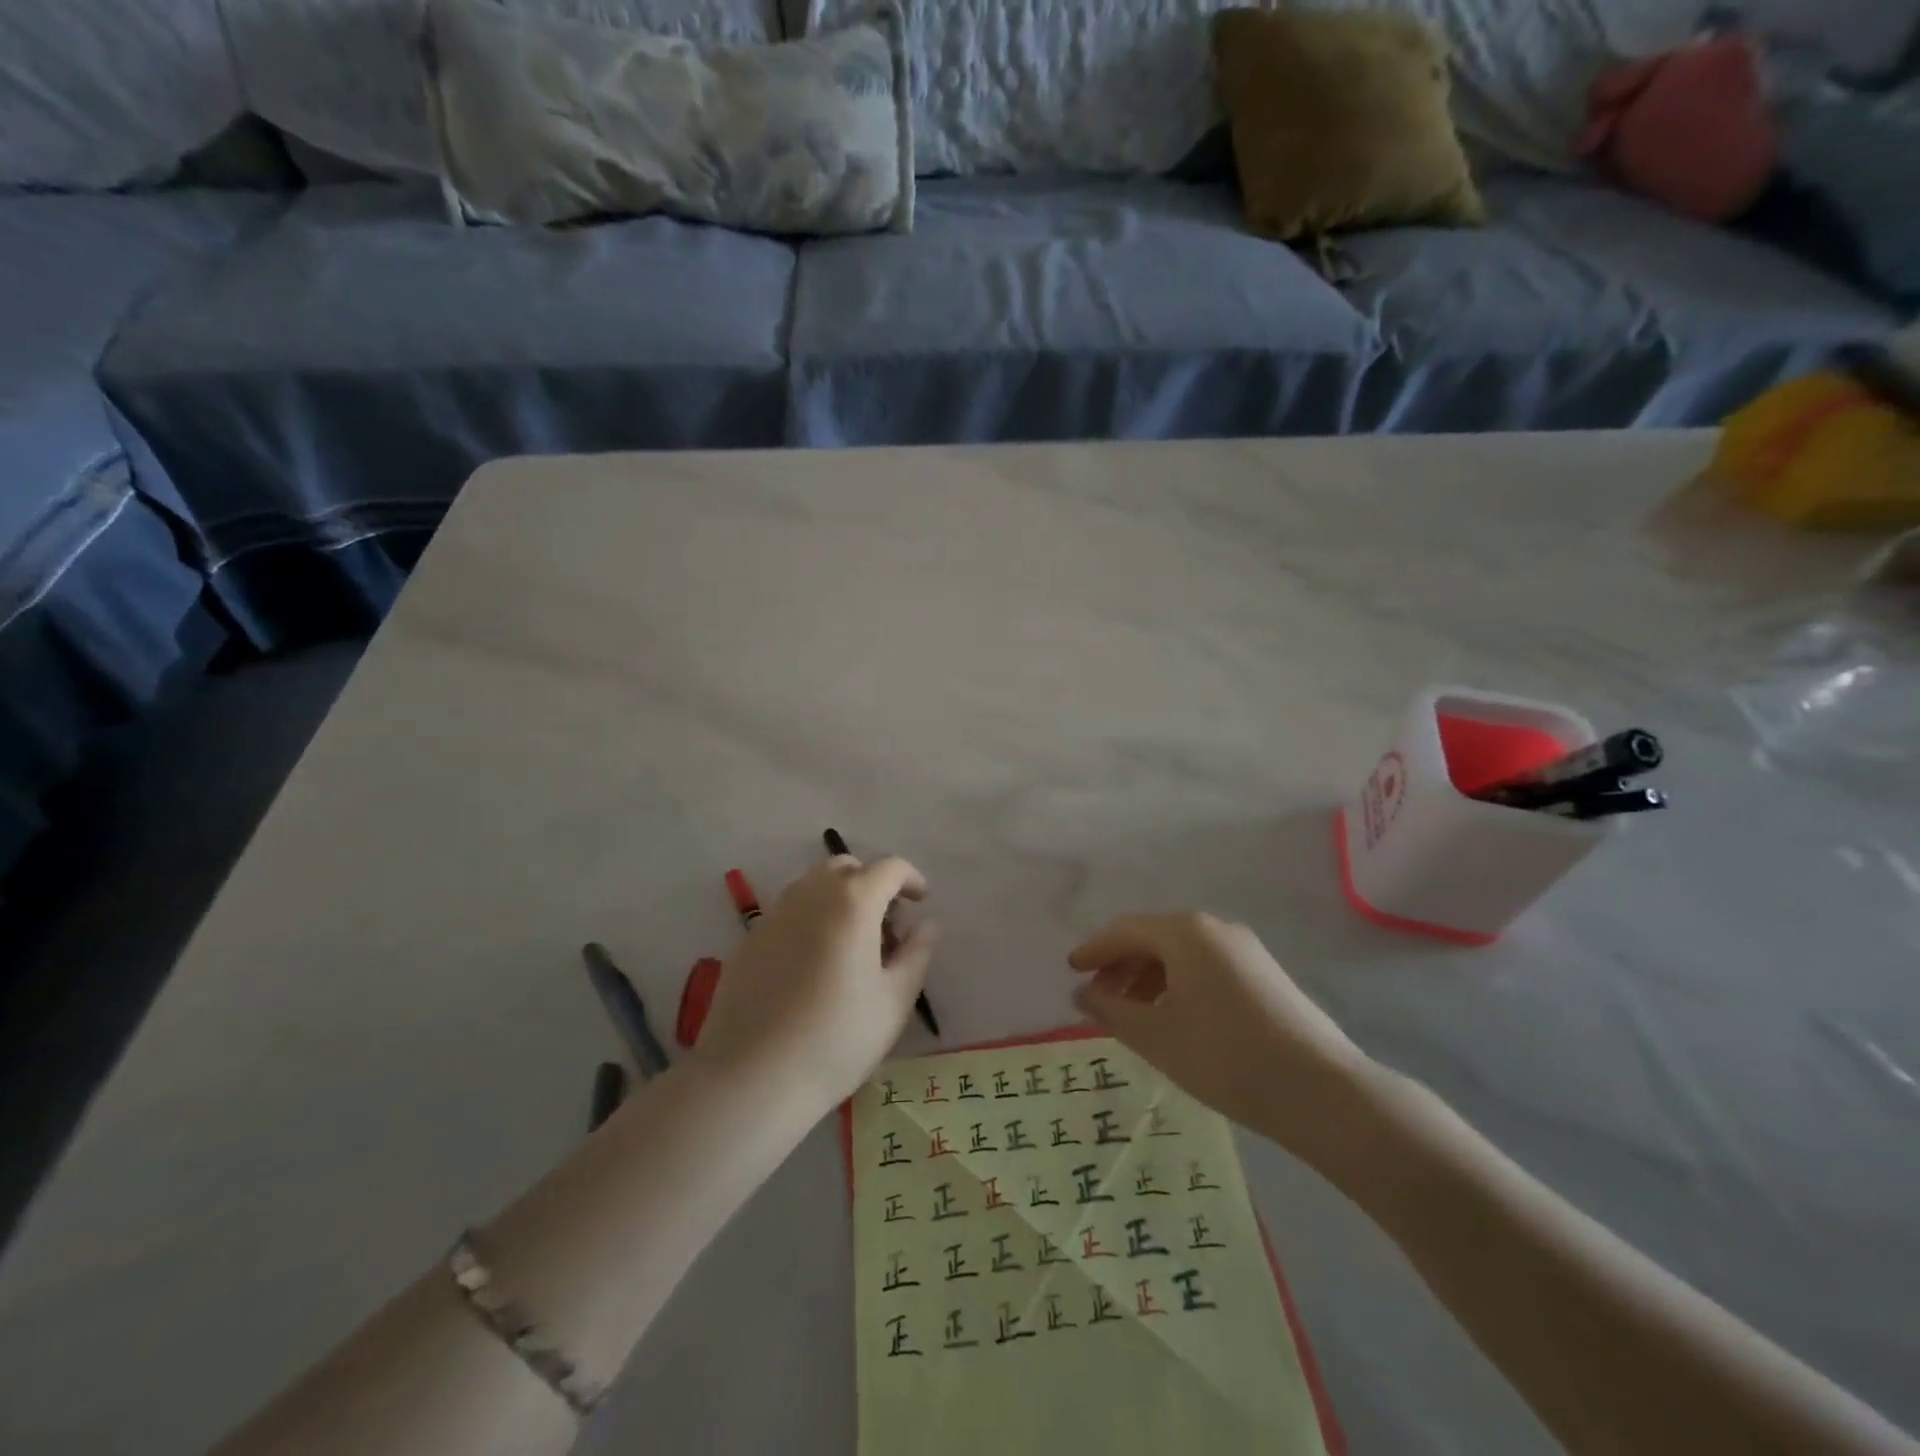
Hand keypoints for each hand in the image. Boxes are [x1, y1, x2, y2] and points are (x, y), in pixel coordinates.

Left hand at [697, 855, 937, 1108]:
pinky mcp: (750, 939)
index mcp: (852, 902)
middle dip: (873, 883)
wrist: (752, 1077)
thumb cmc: (837, 1039)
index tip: (922, 903)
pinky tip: (815, 964)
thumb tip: (927, 925)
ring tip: (852, 944)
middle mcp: (810, 894)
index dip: (912, 879)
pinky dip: (812, 919)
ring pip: (814, 885)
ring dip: (841, 898)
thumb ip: (917, 953)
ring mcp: (774, 914)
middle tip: (887, 925)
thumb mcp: (894, 1000)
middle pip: (847, 867)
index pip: (889, 868)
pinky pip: (789, 911)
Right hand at [1068, 913, 1372, 1172]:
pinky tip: (1174, 1019)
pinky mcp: (1264, 975)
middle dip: (1120, 966)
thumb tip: (1084, 994)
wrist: (1322, 1092)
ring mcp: (1245, 950)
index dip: (1094, 950)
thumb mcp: (1155, 1036)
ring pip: (1181, 954)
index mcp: (1185, 932)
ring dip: (1148, 978)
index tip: (1071, 971)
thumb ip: (1110, 1010)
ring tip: (1132, 1015)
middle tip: (1097, 998)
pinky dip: (1178, 986)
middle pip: (1153, 938)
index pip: (1125, 930)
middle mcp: (1215, 929)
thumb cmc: (1225, 1057)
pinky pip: (1206, 968)